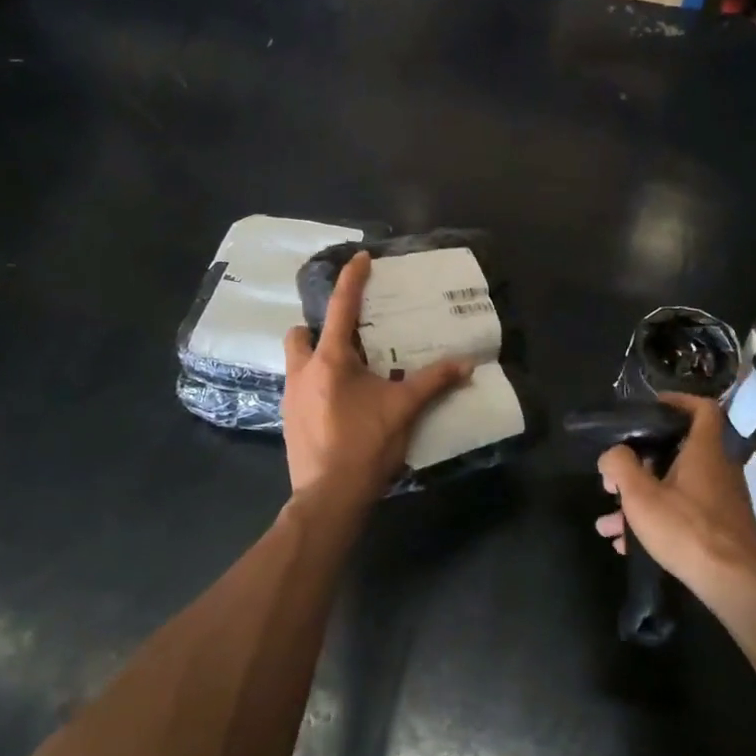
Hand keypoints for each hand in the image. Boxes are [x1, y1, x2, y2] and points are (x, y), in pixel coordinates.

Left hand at [282, 251, 472, 502]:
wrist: (328, 498)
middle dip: (318, 329)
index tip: (360, 257)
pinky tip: (340, 403)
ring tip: (347, 371)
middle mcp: (303, 372)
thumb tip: (467, 363)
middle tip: (349, 338)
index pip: (341, 308)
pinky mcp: (288, 421)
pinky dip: (316, 385)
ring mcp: (291, 398)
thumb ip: (434, 382)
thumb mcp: (404, 410)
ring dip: (315, 358)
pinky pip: (299, 389)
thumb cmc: (365, 446)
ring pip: (296, 362)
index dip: (352, 280)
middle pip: (300, 334)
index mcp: (330, 361)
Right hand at [595, 394, 755, 598]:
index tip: (651, 408)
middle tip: (616, 474)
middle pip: (678, 452)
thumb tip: (612, 454)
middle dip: (641, 463)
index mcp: (704, 451)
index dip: (678, 401)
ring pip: (675, 488)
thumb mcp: (640, 495)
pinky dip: (657, 520)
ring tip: (608, 521)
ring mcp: (722, 501)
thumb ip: (620, 465)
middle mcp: (718, 469)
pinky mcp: (722, 529)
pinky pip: (683, 513)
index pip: (702, 408)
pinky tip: (627, 545)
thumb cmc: (687, 529)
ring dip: (641, 499)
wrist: (735, 585)